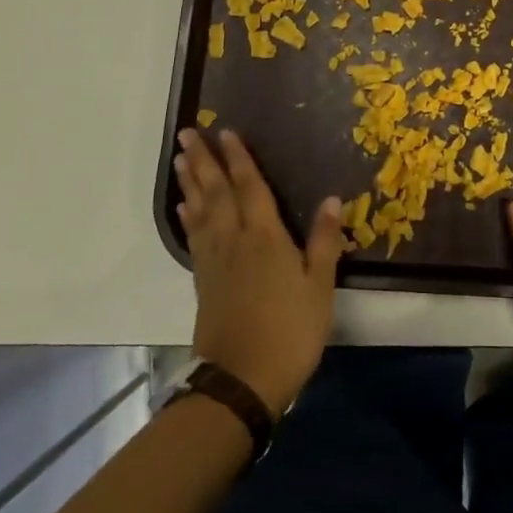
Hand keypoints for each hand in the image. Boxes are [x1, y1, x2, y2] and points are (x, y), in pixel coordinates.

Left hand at [175, 129, 343, 415]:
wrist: (242, 380)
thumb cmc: (290, 331)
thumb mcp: (320, 287)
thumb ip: (324, 241)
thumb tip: (332, 199)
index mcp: (265, 237)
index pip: (250, 187)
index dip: (239, 159)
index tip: (226, 132)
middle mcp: (235, 240)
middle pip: (217, 192)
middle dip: (203, 160)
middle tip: (187, 133)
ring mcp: (215, 261)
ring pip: (201, 211)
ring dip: (190, 183)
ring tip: (180, 159)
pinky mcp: (204, 282)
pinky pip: (194, 239)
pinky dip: (188, 218)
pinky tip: (185, 208)